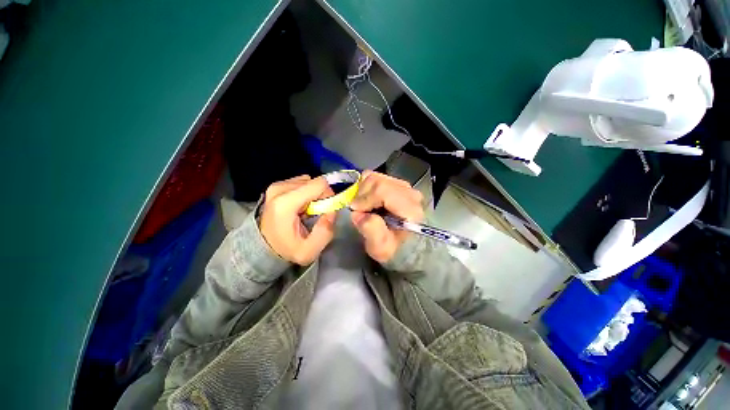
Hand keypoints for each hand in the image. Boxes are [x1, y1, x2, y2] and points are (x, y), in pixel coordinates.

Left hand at [260, 175, 335, 264]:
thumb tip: (332, 211)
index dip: (329, 195)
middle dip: (321, 196)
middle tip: (317, 213)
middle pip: (314, 182)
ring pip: (308, 181)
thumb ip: (325, 232)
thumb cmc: (285, 250)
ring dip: (313, 194)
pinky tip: (301, 206)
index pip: (319, 184)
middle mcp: (279, 189)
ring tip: (308, 211)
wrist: (261, 247)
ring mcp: (276, 186)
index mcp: (285, 203)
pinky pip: (301, 183)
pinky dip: (306, 192)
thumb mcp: (308, 251)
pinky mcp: (276, 186)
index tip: (326, 210)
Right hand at [350, 170, 423, 262]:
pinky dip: (367, 187)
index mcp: (410, 208)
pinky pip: (377, 177)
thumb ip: (371, 230)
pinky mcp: (399, 185)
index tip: (355, 211)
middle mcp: (410, 193)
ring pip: (376, 177)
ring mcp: (405, 187)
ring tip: (363, 205)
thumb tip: (357, 213)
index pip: (382, 191)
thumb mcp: (381, 248)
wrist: (406, 247)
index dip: (364, 199)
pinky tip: (368, 200)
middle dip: (362, 194)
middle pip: (378, 181)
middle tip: (358, 209)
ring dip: (363, 190)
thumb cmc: (394, 250)